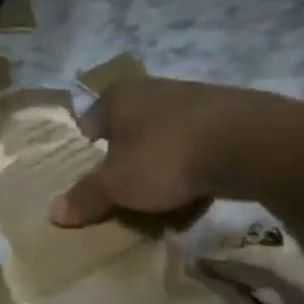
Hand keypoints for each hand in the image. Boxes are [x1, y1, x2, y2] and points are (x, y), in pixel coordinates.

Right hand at [50, 78, 303, 225]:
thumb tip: (54, 212)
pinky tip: (192, 204)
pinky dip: (190, 177)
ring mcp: (193, 103)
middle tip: (121, 202)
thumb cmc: (165, 157)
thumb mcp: (116, 184)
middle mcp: (153, 91)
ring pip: (162, 148)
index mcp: (119, 96)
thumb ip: (86, 197)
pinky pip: (195, 154)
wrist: (249, 144)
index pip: (88, 127)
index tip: (89, 186)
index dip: (84, 158)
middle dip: (123, 171)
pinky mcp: (226, 120)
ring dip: (158, 178)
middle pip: (126, 139)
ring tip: (157, 211)